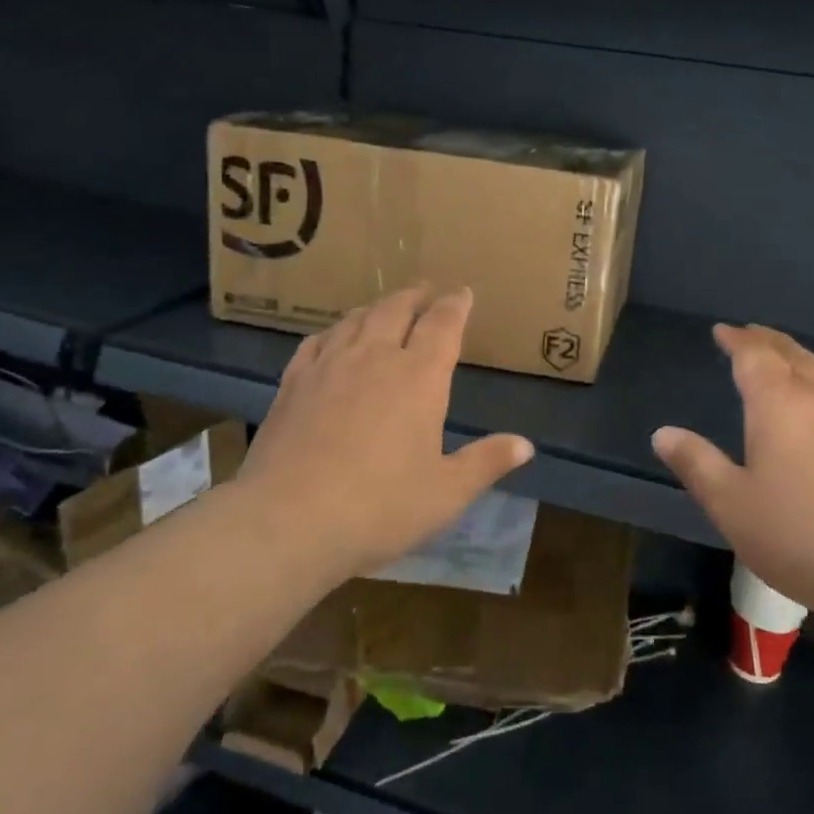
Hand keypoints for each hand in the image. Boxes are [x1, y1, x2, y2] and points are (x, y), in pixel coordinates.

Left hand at [237, 286, 533, 579]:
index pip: (443, 325)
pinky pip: (316, 342)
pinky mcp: (292, 384)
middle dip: (416, 296)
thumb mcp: (446, 493)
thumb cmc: (380, 508)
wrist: (288, 522)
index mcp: (419, 377)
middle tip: (427, 291)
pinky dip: (334, 331)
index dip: (456, 304)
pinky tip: (333, 338)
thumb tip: (525, 445)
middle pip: (396, 310)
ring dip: (376, 308)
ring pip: (356, 320)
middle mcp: (375, 358)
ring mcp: (329, 367)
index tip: (463, 292)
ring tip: (386, 308)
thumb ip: (487, 462)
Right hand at [652, 324, 813, 620]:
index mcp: (779, 405)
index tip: (722, 331)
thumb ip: (696, 464)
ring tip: (780, 367)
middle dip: (768, 341)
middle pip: (793, 356)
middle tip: (750, 334)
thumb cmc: (797, 533)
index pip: (755, 356)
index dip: (737, 340)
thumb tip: (663, 433)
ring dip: (795, 362)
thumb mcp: (730, 503)